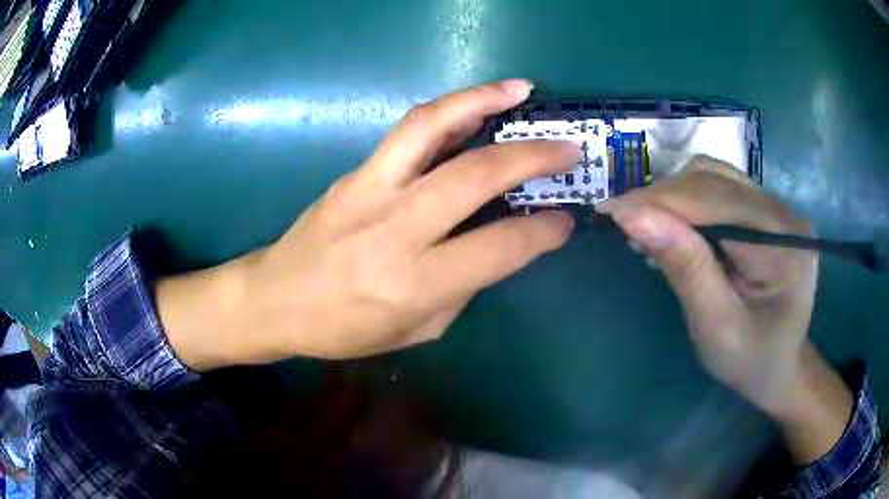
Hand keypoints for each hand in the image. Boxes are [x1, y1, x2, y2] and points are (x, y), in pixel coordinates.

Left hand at [157, 80, 579, 368]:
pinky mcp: (355, 172)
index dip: (542, 232)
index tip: (565, 220)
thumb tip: (497, 244)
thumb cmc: (343, 329)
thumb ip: (462, 287)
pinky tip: (474, 105)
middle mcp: (395, 228)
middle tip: (569, 149)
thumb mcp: (416, 330)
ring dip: (482, 101)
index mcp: (413, 283)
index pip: (499, 248)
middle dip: (533, 157)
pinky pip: (408, 131)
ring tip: (519, 91)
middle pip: (476, 175)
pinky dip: (449, 111)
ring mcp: (370, 190)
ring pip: (432, 128)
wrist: (275, 299)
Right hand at [599, 156, 851, 462]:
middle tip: (624, 221)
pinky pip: (719, 187)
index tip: (612, 212)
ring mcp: (776, 207)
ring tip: (648, 222)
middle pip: (715, 180)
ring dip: (674, 195)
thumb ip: (685, 269)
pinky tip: (674, 222)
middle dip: (664, 197)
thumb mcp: (716, 327)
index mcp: (785, 246)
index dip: (662, 201)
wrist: (780, 365)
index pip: (717, 202)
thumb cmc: (750, 360)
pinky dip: (688, 199)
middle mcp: (784, 213)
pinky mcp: (765, 209)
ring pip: (714, 176)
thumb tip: (633, 217)